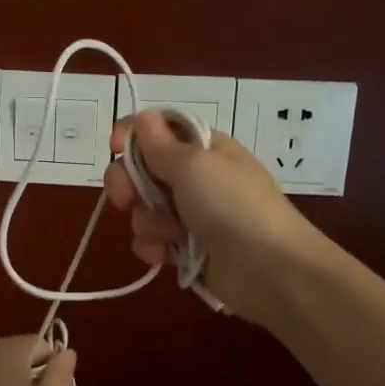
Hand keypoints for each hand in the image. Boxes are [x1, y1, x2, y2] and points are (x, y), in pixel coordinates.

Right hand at [103, 111, 321, 323]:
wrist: (269, 268)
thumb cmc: (232, 205)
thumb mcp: (195, 164)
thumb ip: (160, 143)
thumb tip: (142, 117)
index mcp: (203, 147)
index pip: (158, 130)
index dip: (133, 136)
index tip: (115, 148)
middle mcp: (195, 177)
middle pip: (142, 169)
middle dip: (128, 183)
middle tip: (125, 199)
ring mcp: (190, 214)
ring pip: (144, 208)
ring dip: (145, 221)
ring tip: (167, 235)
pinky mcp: (186, 248)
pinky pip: (153, 240)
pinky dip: (152, 246)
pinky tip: (162, 256)